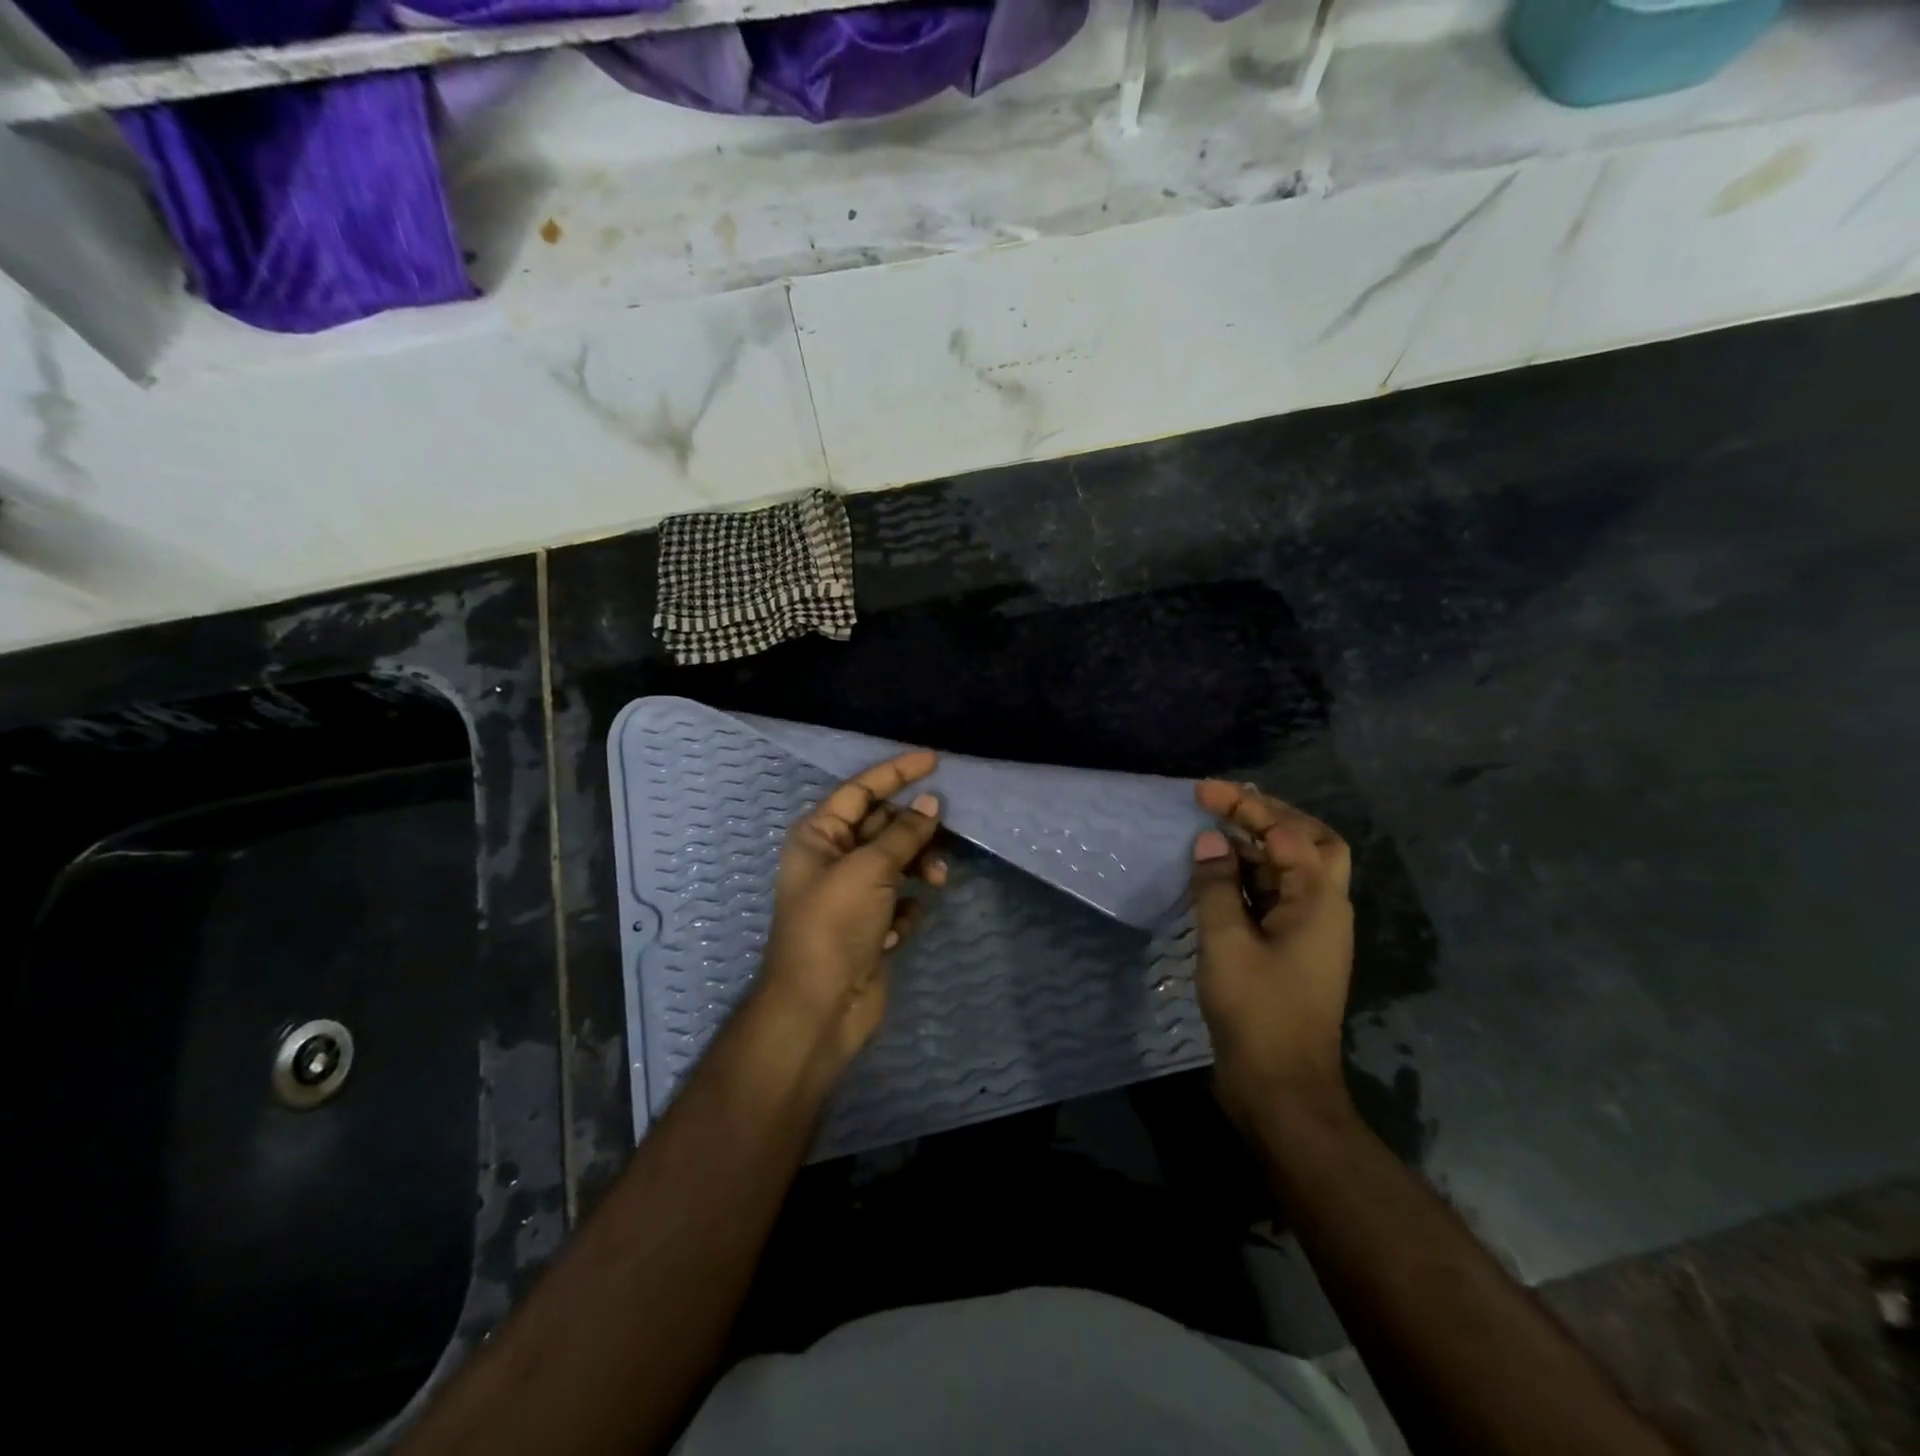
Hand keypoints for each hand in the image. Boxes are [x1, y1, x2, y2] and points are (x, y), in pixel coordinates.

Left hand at [758, 751, 947, 1069]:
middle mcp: (834, 858)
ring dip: (919, 866)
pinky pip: (901, 898)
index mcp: (819, 835)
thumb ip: (903, 833)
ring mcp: (854, 893)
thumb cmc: (835, 925)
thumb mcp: (869, 869)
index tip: (935, 760)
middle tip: (946, 831)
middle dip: (915, 828)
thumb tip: (930, 803)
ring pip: (899, 861)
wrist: (821, 1007)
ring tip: (935, 880)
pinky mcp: (872, 924)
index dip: (897, 772)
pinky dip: (907, 907)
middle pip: (884, 825)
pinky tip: (900, 928)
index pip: (861, 790)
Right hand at [1189, 780, 1354, 1128]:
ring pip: (1292, 869)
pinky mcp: (1291, 949)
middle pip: (1310, 843)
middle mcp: (1324, 909)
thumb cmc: (1256, 1011)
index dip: (1246, 807)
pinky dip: (1250, 876)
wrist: (1279, 1088)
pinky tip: (1218, 873)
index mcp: (1319, 902)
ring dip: (1258, 844)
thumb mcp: (1226, 942)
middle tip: (1226, 803)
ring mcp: (1310, 931)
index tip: (1204, 793)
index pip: (1288, 834)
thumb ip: (1215, 886)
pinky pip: (1275, 896)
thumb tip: (1209, 842)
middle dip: (1269, 816)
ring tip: (1216, 828)